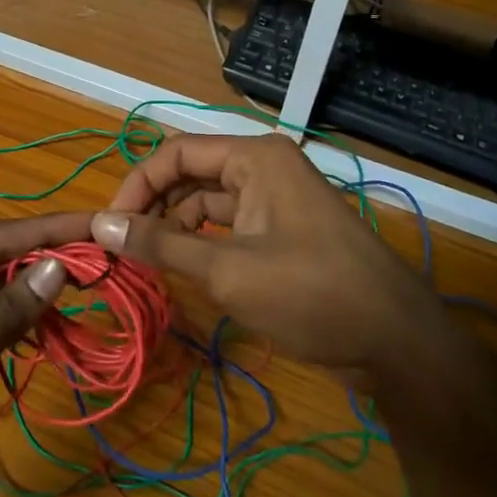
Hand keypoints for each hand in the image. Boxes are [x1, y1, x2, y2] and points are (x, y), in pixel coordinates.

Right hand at [92, 133, 434, 370]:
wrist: (396, 343)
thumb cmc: (311, 294)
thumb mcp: (227, 271)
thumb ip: (160, 244)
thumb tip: (100, 226)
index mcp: (254, 158)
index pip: (176, 153)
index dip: (137, 186)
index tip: (110, 227)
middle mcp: (263, 168)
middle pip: (190, 175)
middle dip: (154, 208)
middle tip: (123, 248)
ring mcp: (276, 200)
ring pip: (207, 203)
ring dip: (176, 229)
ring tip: (148, 263)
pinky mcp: (282, 232)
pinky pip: (229, 226)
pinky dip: (202, 244)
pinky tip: (183, 271)